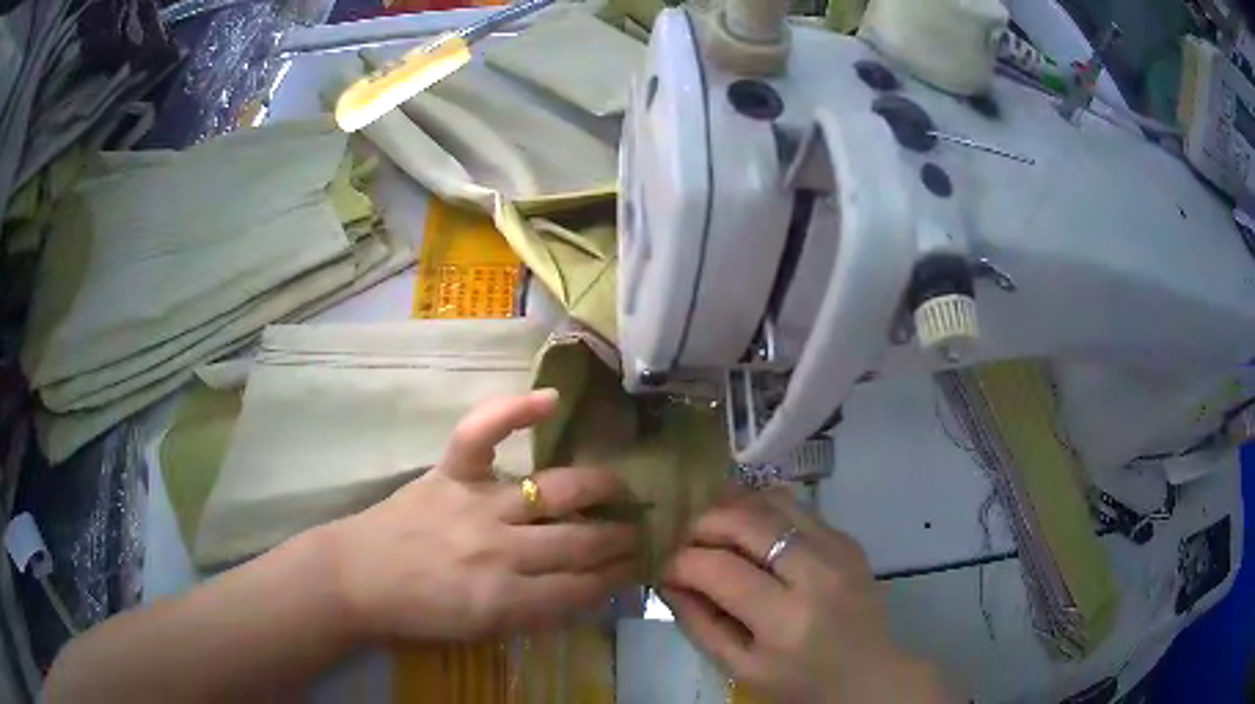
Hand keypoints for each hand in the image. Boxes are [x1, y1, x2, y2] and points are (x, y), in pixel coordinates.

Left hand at [329, 390, 640, 642]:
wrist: (357, 579)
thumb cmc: (418, 613)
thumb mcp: (483, 631)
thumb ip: (536, 612)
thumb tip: (584, 590)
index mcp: (506, 600)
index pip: (581, 588)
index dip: (614, 580)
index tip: (634, 569)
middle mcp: (500, 551)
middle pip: (578, 542)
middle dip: (617, 539)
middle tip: (638, 532)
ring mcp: (476, 505)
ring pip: (555, 493)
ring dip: (599, 491)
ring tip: (621, 489)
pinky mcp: (450, 473)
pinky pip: (483, 433)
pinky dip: (513, 411)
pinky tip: (552, 400)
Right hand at [663, 491, 951, 703]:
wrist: (868, 673)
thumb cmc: (801, 681)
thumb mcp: (741, 668)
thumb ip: (699, 624)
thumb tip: (668, 581)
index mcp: (785, 619)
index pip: (720, 569)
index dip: (680, 563)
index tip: (666, 569)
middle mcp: (816, 573)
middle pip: (747, 520)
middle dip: (702, 524)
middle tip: (686, 542)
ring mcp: (837, 548)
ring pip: (773, 501)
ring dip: (733, 508)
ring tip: (715, 530)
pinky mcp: (847, 538)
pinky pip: (797, 507)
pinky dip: (763, 510)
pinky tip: (750, 531)